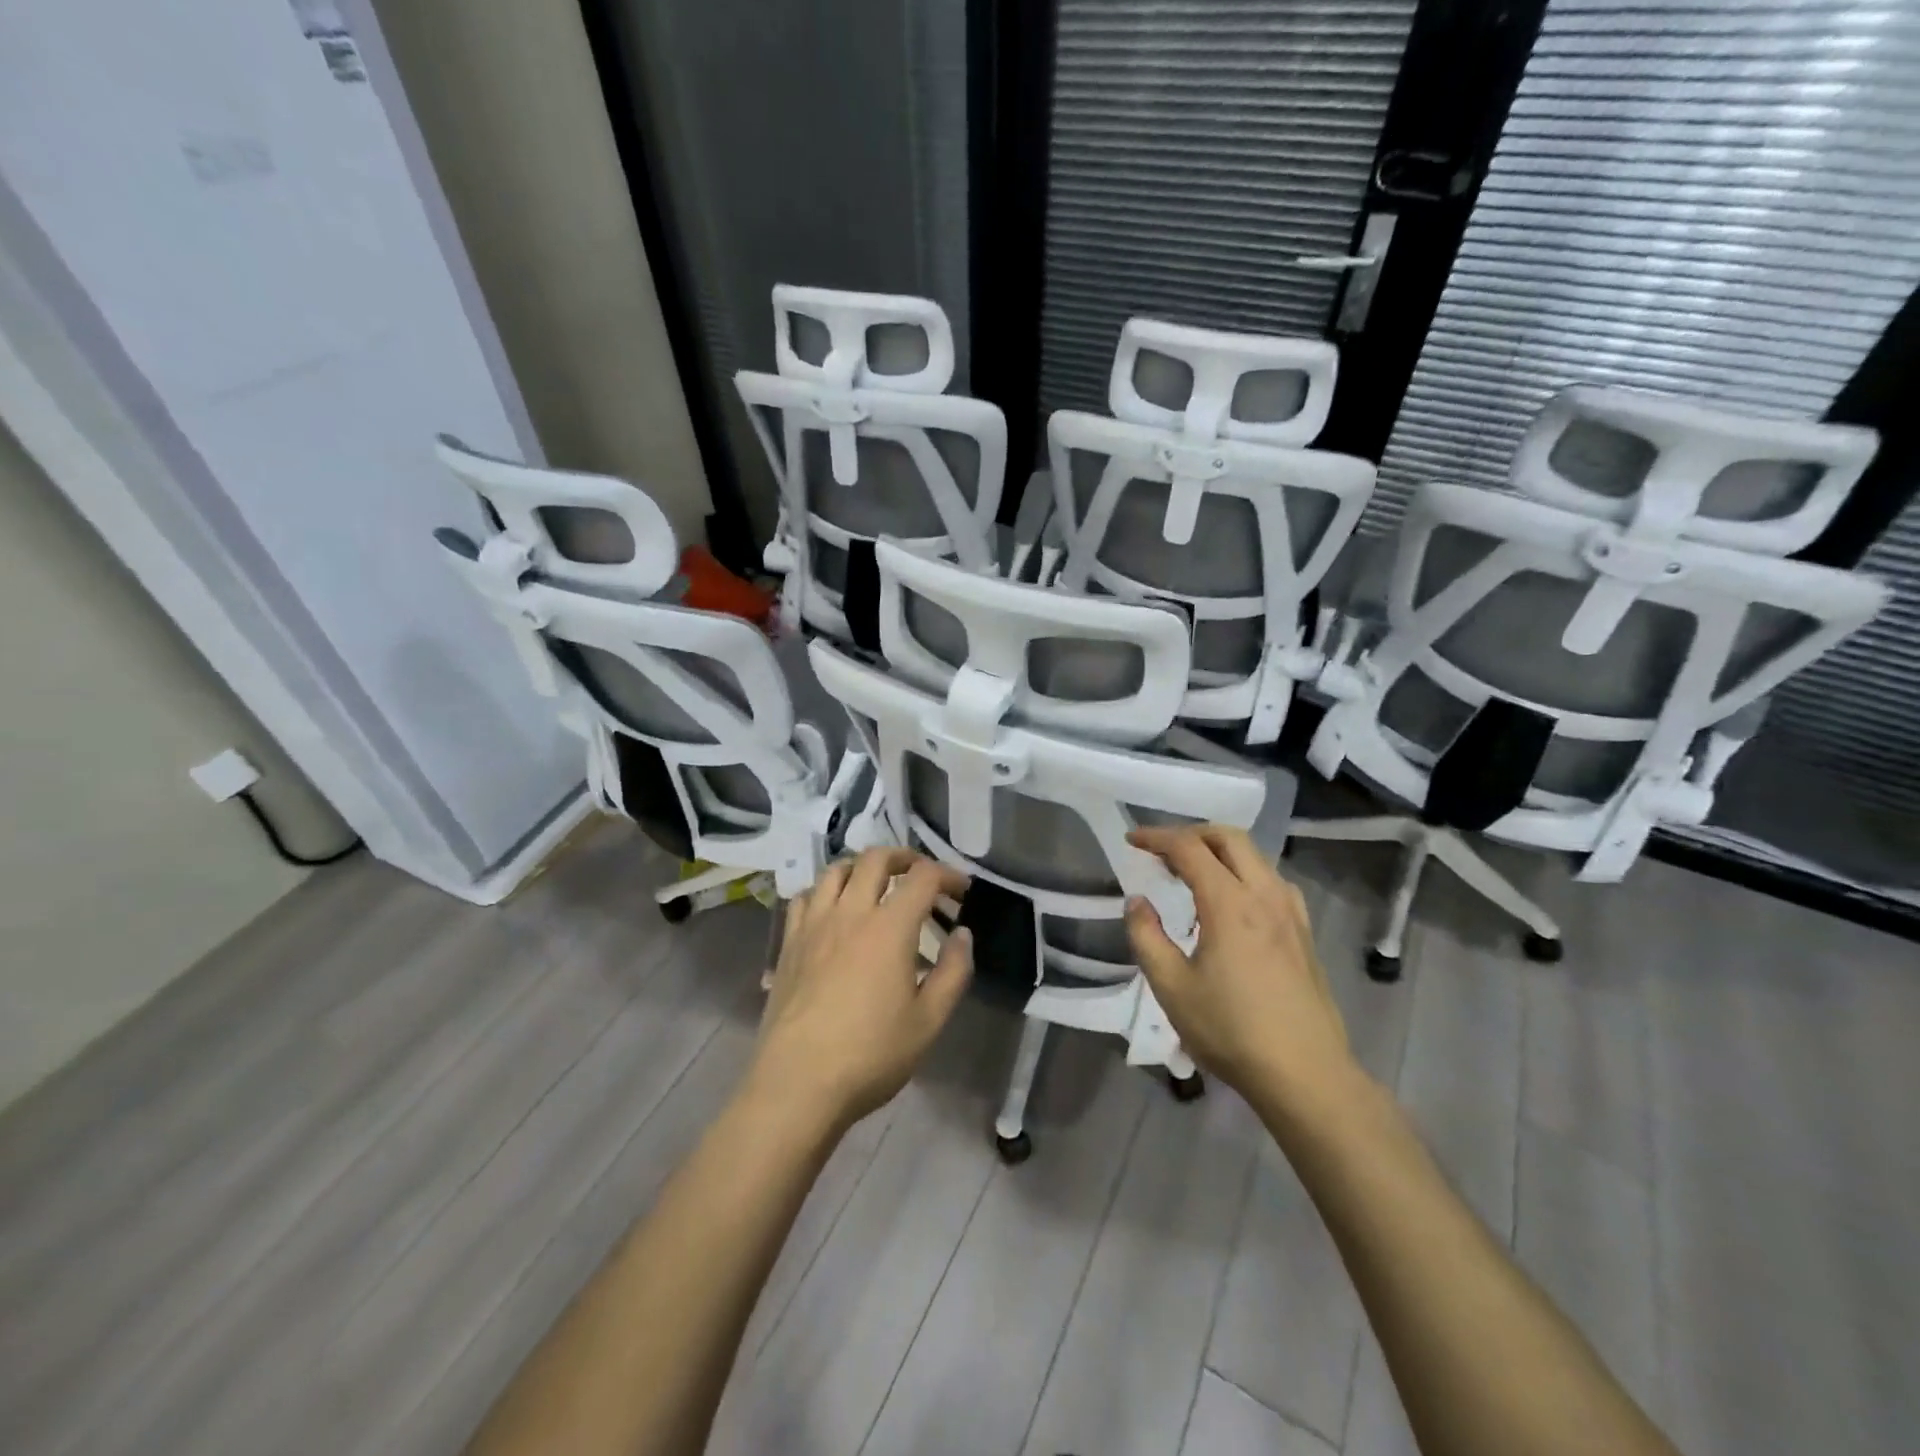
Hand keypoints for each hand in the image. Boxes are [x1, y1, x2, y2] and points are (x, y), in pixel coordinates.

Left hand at [748, 848, 972, 1131]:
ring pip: (836, 870)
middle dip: (904, 857)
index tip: (961, 890)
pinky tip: (832, 911)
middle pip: (875, 859)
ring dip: (862, 867)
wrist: (797, 1083)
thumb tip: (962, 935)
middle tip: (920, 874)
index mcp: (889, 927)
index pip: (923, 877)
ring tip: (876, 884)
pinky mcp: (788, 943)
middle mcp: (850, 912)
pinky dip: (825, 891)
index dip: (947, 875)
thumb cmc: (870, 1055)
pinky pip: (805, 897)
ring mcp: (813, 925)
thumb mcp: (929, 1021)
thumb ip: (953, 972)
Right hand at [1124, 825, 1356, 1107]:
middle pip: (1229, 838)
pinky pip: (1272, 881)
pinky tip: (1234, 902)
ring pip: (1256, 857)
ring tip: (1193, 873)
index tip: (1132, 840)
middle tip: (1162, 851)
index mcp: (1230, 903)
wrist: (1306, 1075)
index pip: (1189, 848)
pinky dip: (1245, 872)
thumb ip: (1147, 937)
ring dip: (1220, 851)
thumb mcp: (1171, 988)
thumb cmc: (1231, 1031)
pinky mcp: (1304, 933)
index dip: (1157, 837)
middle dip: (1192, 834)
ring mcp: (1291, 913)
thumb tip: (1137, 902)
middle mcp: (1265, 895)